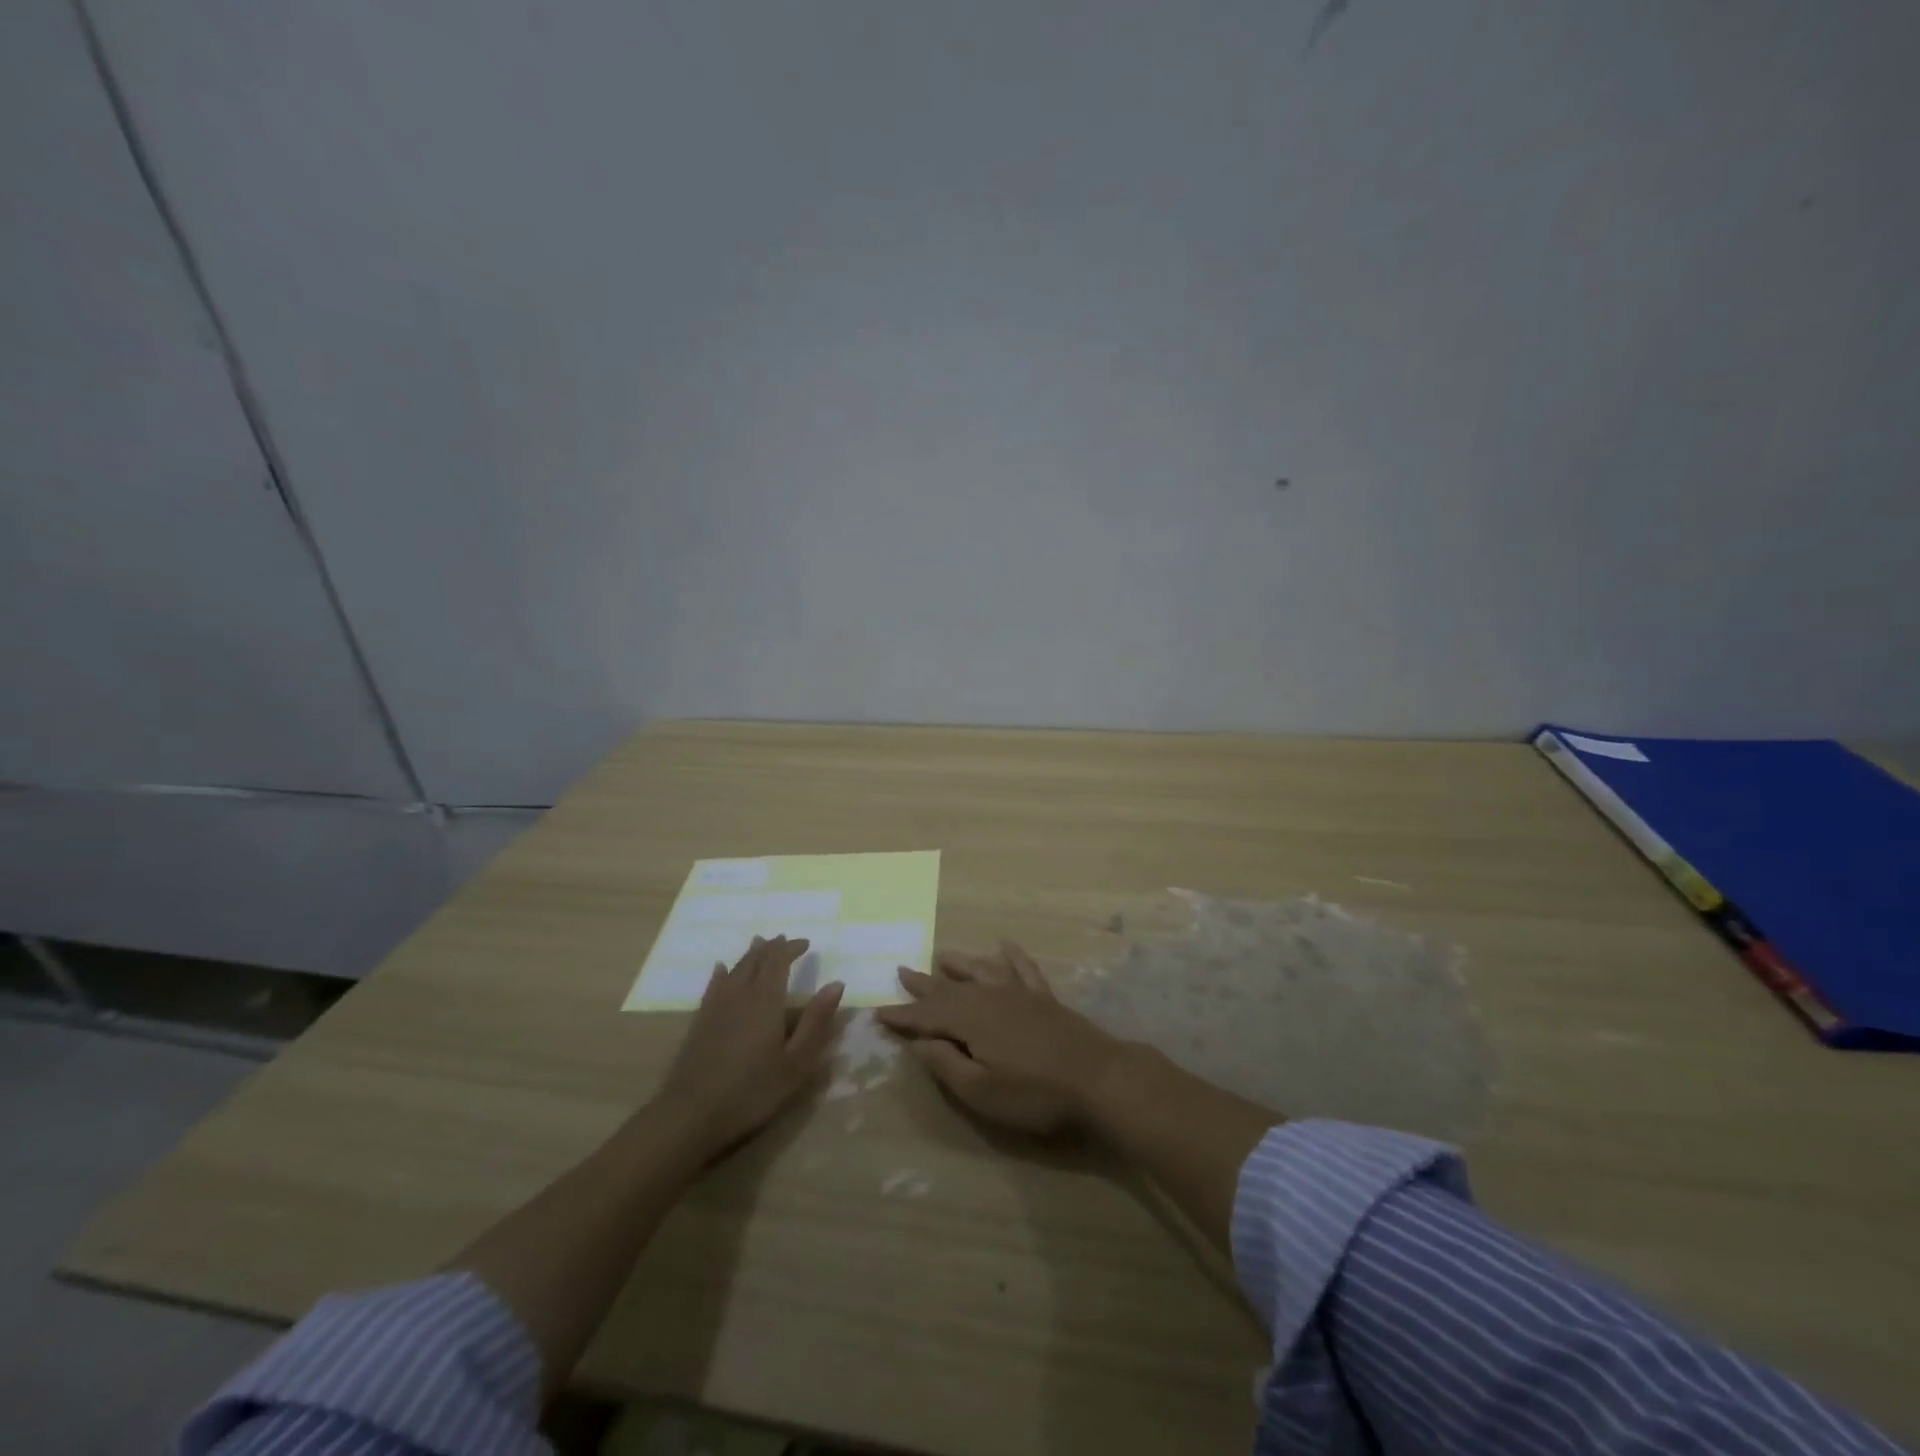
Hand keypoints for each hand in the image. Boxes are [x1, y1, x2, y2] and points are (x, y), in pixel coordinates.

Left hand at [656, 936, 843, 1153]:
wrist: (691, 1115)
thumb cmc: (753, 1090)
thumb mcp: (796, 1062)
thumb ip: (816, 1021)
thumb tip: (836, 983)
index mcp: (766, 999)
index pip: (779, 961)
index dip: (792, 948)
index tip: (806, 943)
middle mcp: (740, 994)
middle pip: (755, 960)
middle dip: (771, 947)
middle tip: (784, 940)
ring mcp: (716, 1006)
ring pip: (735, 969)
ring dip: (750, 954)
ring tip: (758, 944)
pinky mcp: (699, 1022)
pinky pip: (713, 985)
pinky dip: (722, 973)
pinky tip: (721, 969)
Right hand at [875, 941, 1124, 1135]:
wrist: (1098, 1078)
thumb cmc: (1034, 1093)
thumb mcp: (981, 1091)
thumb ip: (946, 1064)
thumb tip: (918, 1042)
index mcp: (970, 1021)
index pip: (927, 1016)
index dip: (902, 1016)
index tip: (878, 1011)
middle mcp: (990, 997)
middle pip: (950, 988)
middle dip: (924, 984)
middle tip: (902, 971)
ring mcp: (1020, 993)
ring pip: (982, 970)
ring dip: (960, 964)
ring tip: (943, 955)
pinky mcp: (1044, 997)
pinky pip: (1023, 968)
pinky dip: (1012, 955)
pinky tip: (1006, 945)